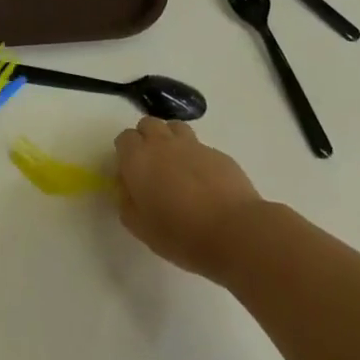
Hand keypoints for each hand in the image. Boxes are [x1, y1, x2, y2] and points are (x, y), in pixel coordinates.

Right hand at [114, 117, 263, 280]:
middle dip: (146, 139)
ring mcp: (192, 144)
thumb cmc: (181, 234)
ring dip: (170, 140)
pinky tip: (204, 181)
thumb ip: (127, 203)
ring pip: (174, 127)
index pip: (124, 139)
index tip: (131, 174)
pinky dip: (196, 157)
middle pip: (148, 124)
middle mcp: (162, 143)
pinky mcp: (217, 152)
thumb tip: (127, 189)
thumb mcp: (141, 228)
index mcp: (139, 159)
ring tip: (177, 167)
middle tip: (152, 168)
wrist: (234, 231)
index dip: (126, 153)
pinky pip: (199, 146)